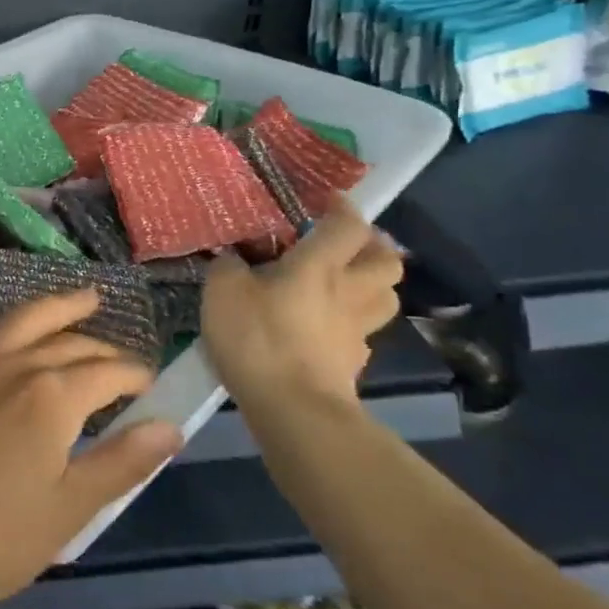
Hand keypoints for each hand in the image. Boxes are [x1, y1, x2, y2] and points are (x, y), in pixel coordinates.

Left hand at [0, 252, 183, 608]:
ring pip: (21, 321)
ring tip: (83, 296)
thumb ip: (124, 461)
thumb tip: (172, 425)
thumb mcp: (72, 508)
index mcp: (54, 398)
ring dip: (55, 306)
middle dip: (102, 350)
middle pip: (69, 346)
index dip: (134, 376)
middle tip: (120, 359)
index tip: (149, 386)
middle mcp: (14, 366)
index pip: (108, 374)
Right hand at [202, 196, 403, 424]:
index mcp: (320, 266)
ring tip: (346, 283)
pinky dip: (353, 325)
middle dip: (374, 246)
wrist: (292, 407)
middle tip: (347, 244)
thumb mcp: (222, 291)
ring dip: (373, 284)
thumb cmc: (257, 337)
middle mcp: (349, 291)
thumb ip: (228, 266)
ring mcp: (356, 330)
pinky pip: (363, 334)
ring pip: (386, 297)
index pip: (348, 225)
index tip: (327, 201)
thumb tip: (234, 259)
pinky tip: (329, 329)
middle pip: (387, 260)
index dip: (342, 208)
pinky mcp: (353, 363)